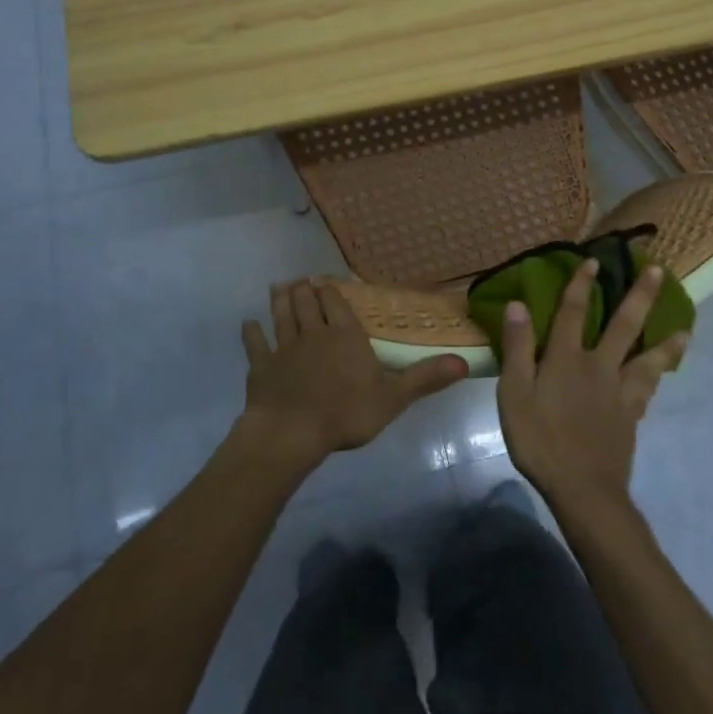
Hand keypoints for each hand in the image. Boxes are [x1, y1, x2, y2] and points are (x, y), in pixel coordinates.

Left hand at [240, 280, 467, 469]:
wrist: (291, 433)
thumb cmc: (345, 413)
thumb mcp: (394, 398)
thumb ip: (425, 378)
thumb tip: (464, 362)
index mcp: (344, 336)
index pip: (336, 304)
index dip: (330, 291)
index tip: (325, 280)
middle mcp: (313, 333)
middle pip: (307, 303)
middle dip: (304, 289)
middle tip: (301, 280)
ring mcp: (283, 348)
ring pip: (281, 316)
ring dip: (280, 300)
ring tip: (279, 287)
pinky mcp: (261, 367)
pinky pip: (255, 345)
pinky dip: (252, 333)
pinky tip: (249, 324)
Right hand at [496, 258, 687, 512]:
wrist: (583, 489)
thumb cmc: (540, 440)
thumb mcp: (514, 394)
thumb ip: (517, 348)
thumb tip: (519, 304)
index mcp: (566, 359)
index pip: (572, 312)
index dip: (580, 285)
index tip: (593, 260)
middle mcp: (598, 366)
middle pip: (623, 326)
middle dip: (640, 296)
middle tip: (658, 271)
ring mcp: (619, 392)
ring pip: (648, 358)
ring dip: (665, 341)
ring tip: (684, 328)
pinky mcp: (631, 416)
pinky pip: (648, 389)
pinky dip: (658, 376)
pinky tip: (663, 373)